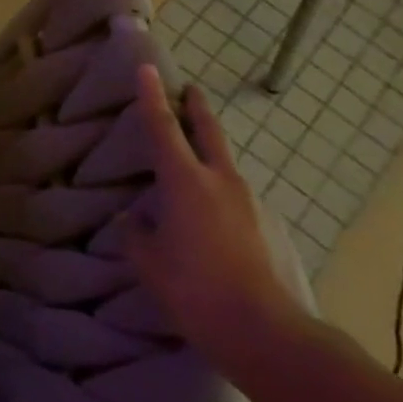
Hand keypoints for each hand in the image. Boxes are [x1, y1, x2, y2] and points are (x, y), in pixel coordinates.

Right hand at [126, 64, 307, 368]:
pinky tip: (208, 218)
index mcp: (185, 182)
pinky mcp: (268, 229)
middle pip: (208, 133)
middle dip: (196, 108)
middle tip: (189, 88)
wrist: (268, 334)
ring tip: (188, 165)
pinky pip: (235, 198)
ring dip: (208, 155)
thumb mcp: (148, 259)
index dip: (151, 96)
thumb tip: (134, 219)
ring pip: (224, 166)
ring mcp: (251, 205)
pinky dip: (218, 193)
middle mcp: (222, 183)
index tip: (147, 67)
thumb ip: (136, 231)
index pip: (162, 128)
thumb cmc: (194, 289)